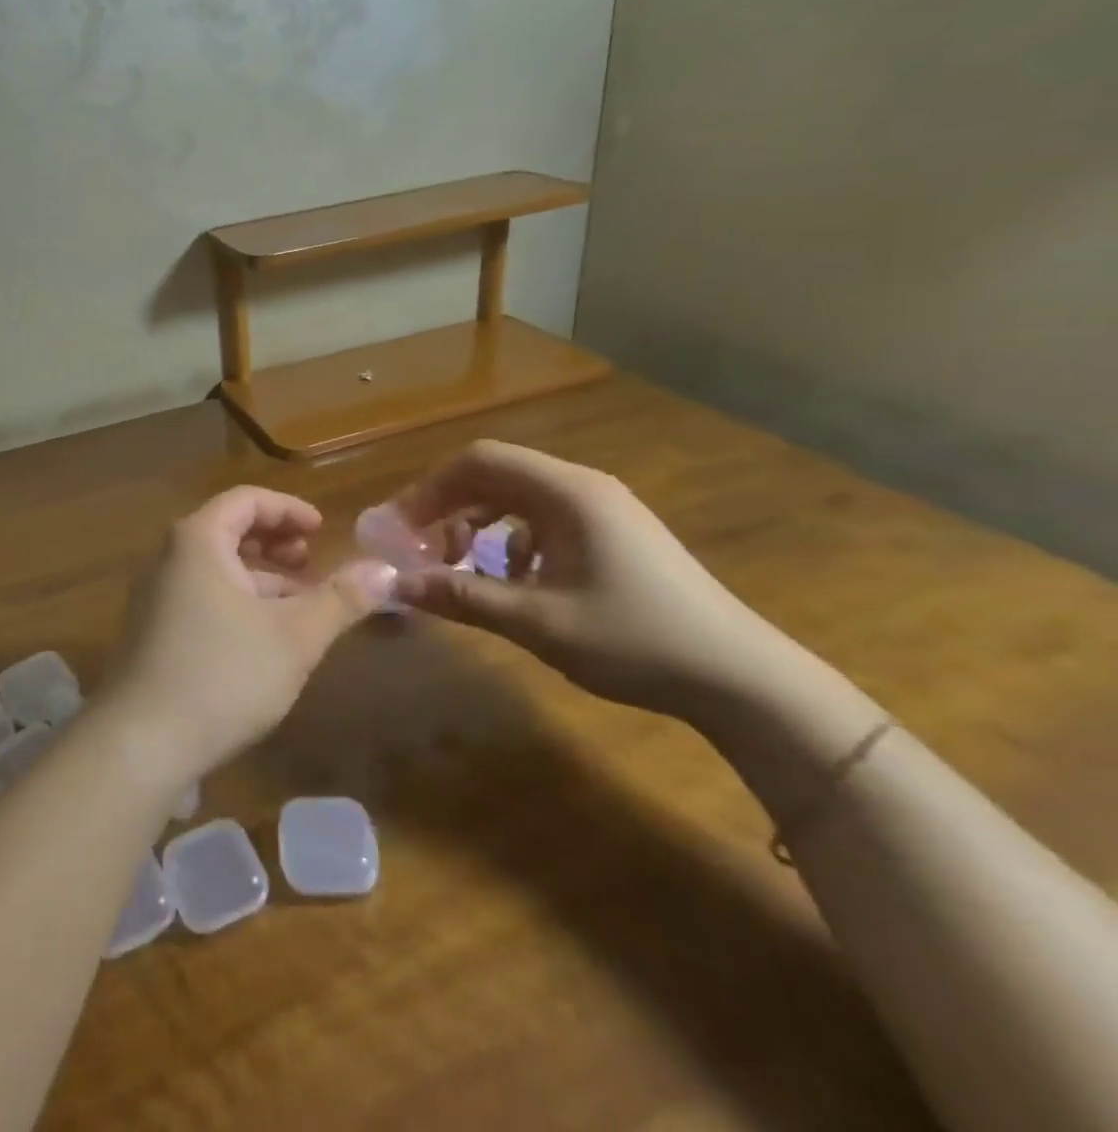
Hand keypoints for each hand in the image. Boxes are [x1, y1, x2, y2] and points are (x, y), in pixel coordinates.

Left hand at [105, 487, 398, 782]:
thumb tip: (387, 570)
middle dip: (275, 542)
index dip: (288, 509)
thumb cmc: (223, 674)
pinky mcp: (153, 632)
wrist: (140, 743)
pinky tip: (264, 638)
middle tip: (311, 562)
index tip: (322, 530)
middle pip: (227, 530)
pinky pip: (202, 597)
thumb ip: (341, 599)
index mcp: (198, 540)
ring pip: (216, 569)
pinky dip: (238, 602)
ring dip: (260, 577)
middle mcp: (170, 558)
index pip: (246, 500)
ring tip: (299, 604)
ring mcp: (156, 596)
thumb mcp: (294, 636)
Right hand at [387, 441, 792, 719]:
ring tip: (460, 565)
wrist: (741, 678)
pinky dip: (510, 540)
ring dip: (477, 523)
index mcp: (566, 493)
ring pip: (516, 497)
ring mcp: (601, 509)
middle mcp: (581, 487)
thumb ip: (463, 597)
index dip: (430, 489)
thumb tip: (398, 586)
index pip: (478, 461)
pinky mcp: (611, 533)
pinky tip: (512, 579)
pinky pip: (542, 519)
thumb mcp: (538, 622)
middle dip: (448, 506)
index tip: (401, 528)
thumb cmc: (635, 640)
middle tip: (419, 548)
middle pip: (494, 474)